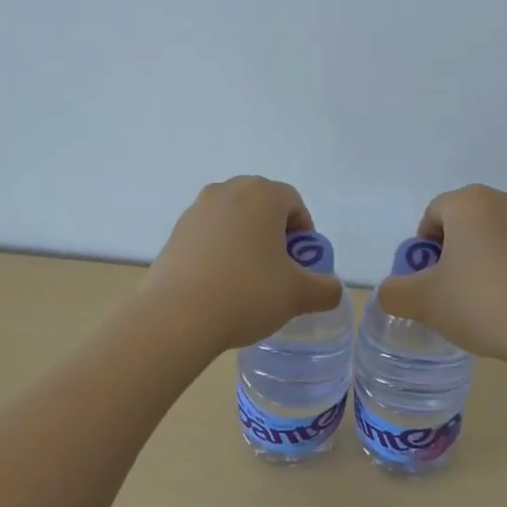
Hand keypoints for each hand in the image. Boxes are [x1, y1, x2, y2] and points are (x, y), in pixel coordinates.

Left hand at [142, 177, 345, 352]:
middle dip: (274, 233)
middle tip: (278, 271)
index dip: (304, 232)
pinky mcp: (175, 231)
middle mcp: (228, 190)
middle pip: (262, 206)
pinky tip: (219, 285)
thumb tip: (331, 288)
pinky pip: (208, 234)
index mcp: (263, 194)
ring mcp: (197, 209)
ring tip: (247, 280)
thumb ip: (325, 288)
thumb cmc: (247, 293)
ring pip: (233, 219)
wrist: (177, 315)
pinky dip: (219, 251)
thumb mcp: (298, 295)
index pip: (293, 202)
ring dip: (245, 241)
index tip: (301, 264)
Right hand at [375, 184, 506, 370]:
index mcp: (469, 202)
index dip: (422, 250)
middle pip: (462, 223)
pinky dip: (505, 271)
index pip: (432, 215)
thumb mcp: (424, 301)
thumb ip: (395, 293)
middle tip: (448, 292)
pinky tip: (506, 306)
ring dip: (478, 262)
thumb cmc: (482, 303)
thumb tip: (391, 291)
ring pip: (490, 238)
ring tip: (478, 303)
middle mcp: (504, 201)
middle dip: (450, 254)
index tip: (427, 281)